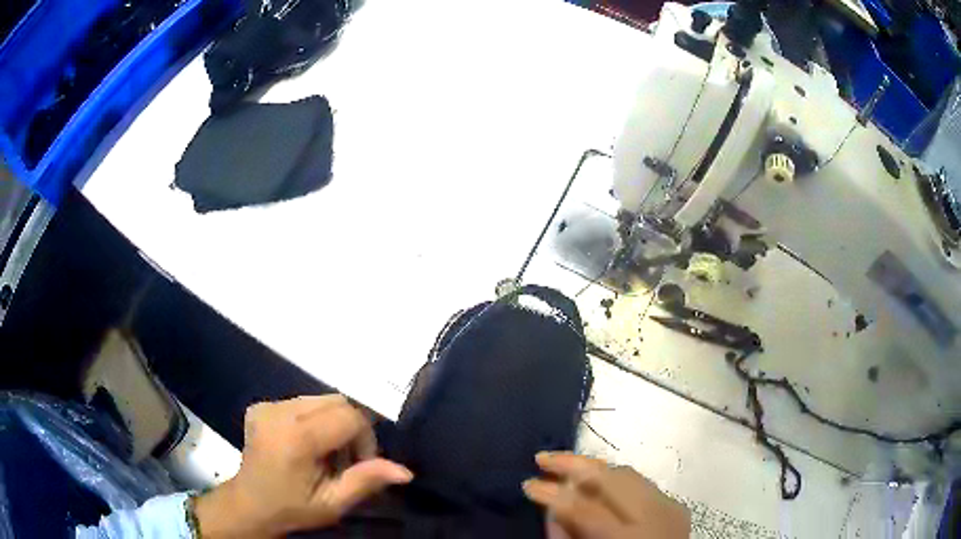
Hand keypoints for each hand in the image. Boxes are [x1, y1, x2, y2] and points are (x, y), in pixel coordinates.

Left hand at [195, 395, 412, 537]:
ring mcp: (267, 405)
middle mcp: (279, 412)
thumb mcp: (332, 503)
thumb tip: (405, 471)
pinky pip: (302, 402)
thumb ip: (365, 481)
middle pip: (336, 401)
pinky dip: (314, 420)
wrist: (249, 505)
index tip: (361, 464)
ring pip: (321, 400)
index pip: (349, 416)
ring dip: (333, 423)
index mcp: (295, 438)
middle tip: (346, 459)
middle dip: (352, 427)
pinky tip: (305, 443)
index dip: (365, 438)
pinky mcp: (261, 405)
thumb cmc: (292, 509)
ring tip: (324, 453)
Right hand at [523, 452, 689, 538]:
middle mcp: (655, 518)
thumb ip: (567, 536)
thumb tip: (552, 506)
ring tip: (565, 464)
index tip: (528, 484)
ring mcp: (670, 507)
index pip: (585, 510)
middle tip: (542, 458)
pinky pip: (641, 482)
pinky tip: (596, 481)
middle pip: (611, 478)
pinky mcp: (676, 504)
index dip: (553, 494)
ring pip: (628, 473)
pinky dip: (615, 479)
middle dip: (573, 464)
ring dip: (593, 468)